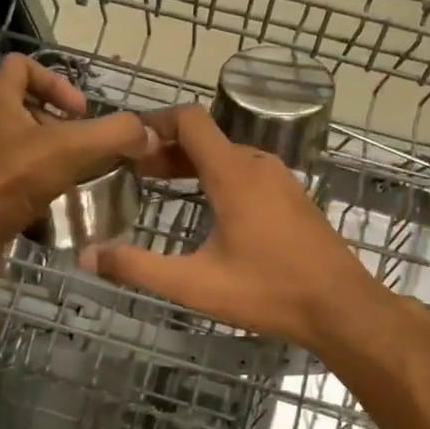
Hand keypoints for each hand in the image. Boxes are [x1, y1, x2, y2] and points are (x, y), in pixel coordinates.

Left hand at [0, 54, 158, 253]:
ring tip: (76, 176)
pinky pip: (13, 176)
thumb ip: (113, 135)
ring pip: (21, 144)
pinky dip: (36, 184)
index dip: (57, 81)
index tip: (81, 111)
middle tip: (84, 147)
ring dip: (51, 156)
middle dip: (60, 125)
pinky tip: (56, 202)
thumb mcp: (70, 150)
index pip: (23, 65)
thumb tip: (147, 133)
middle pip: (25, 107)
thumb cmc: (10, 179)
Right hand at [85, 105, 390, 355]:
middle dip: (166, 149)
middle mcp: (257, 165)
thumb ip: (138, 268)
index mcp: (232, 174)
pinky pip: (247, 172)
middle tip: (133, 171)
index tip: (126, 142)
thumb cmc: (268, 292)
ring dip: (192, 164)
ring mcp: (280, 180)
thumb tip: (87, 258)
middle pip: (205, 138)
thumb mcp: (194, 285)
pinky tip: (207, 209)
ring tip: (162, 186)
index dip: (153, 123)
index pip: (189, 121)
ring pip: (227, 155)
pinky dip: (218, 177)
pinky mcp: (293, 198)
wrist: (342, 308)